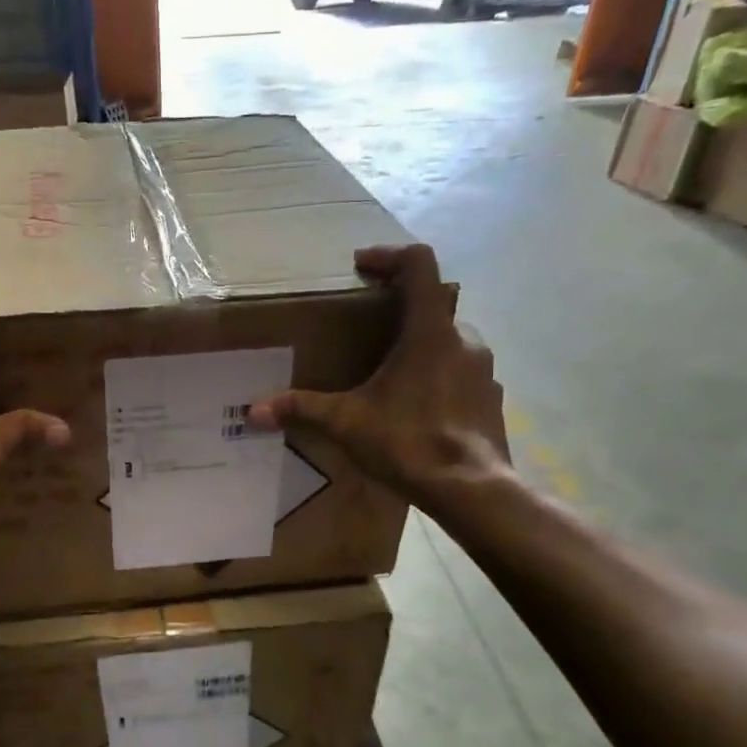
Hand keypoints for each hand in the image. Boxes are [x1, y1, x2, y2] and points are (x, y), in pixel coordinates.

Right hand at [249, 244, 508, 505]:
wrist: (471, 490)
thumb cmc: (409, 442)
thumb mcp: (346, 423)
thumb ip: (301, 408)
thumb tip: (254, 410)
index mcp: (429, 331)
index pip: (419, 265)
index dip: (389, 256)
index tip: (361, 267)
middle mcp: (463, 339)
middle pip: (433, 304)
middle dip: (399, 309)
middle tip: (367, 328)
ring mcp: (484, 370)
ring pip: (449, 341)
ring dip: (420, 345)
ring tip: (389, 374)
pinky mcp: (491, 398)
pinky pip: (462, 373)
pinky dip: (439, 377)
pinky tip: (417, 407)